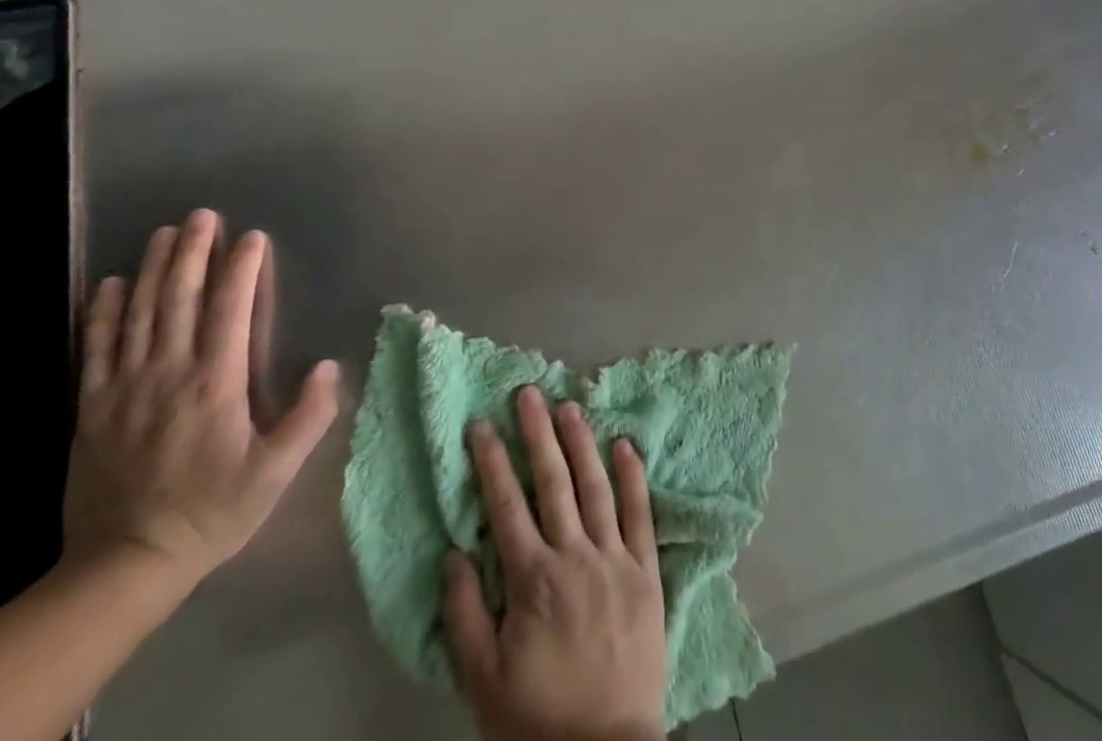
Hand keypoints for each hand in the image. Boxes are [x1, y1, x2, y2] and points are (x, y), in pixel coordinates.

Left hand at [62, 210, 340, 588]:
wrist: (124, 565)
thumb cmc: (211, 511)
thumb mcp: (274, 473)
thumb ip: (308, 417)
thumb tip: (329, 365)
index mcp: (215, 384)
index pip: (230, 310)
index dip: (241, 269)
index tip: (252, 237)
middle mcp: (168, 374)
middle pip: (180, 299)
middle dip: (193, 253)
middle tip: (203, 215)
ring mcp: (124, 388)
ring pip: (139, 314)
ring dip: (153, 269)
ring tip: (165, 233)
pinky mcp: (92, 408)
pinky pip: (95, 349)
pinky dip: (102, 312)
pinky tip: (110, 284)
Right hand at [442, 387, 666, 740]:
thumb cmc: (537, 720)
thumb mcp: (482, 681)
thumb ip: (465, 616)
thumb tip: (454, 553)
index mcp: (532, 580)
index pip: (506, 506)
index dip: (491, 461)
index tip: (480, 424)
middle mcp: (574, 557)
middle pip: (553, 482)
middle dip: (537, 433)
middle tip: (528, 392)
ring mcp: (615, 559)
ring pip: (596, 486)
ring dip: (581, 442)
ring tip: (569, 405)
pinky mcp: (647, 571)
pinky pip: (641, 514)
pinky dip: (633, 476)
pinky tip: (626, 443)